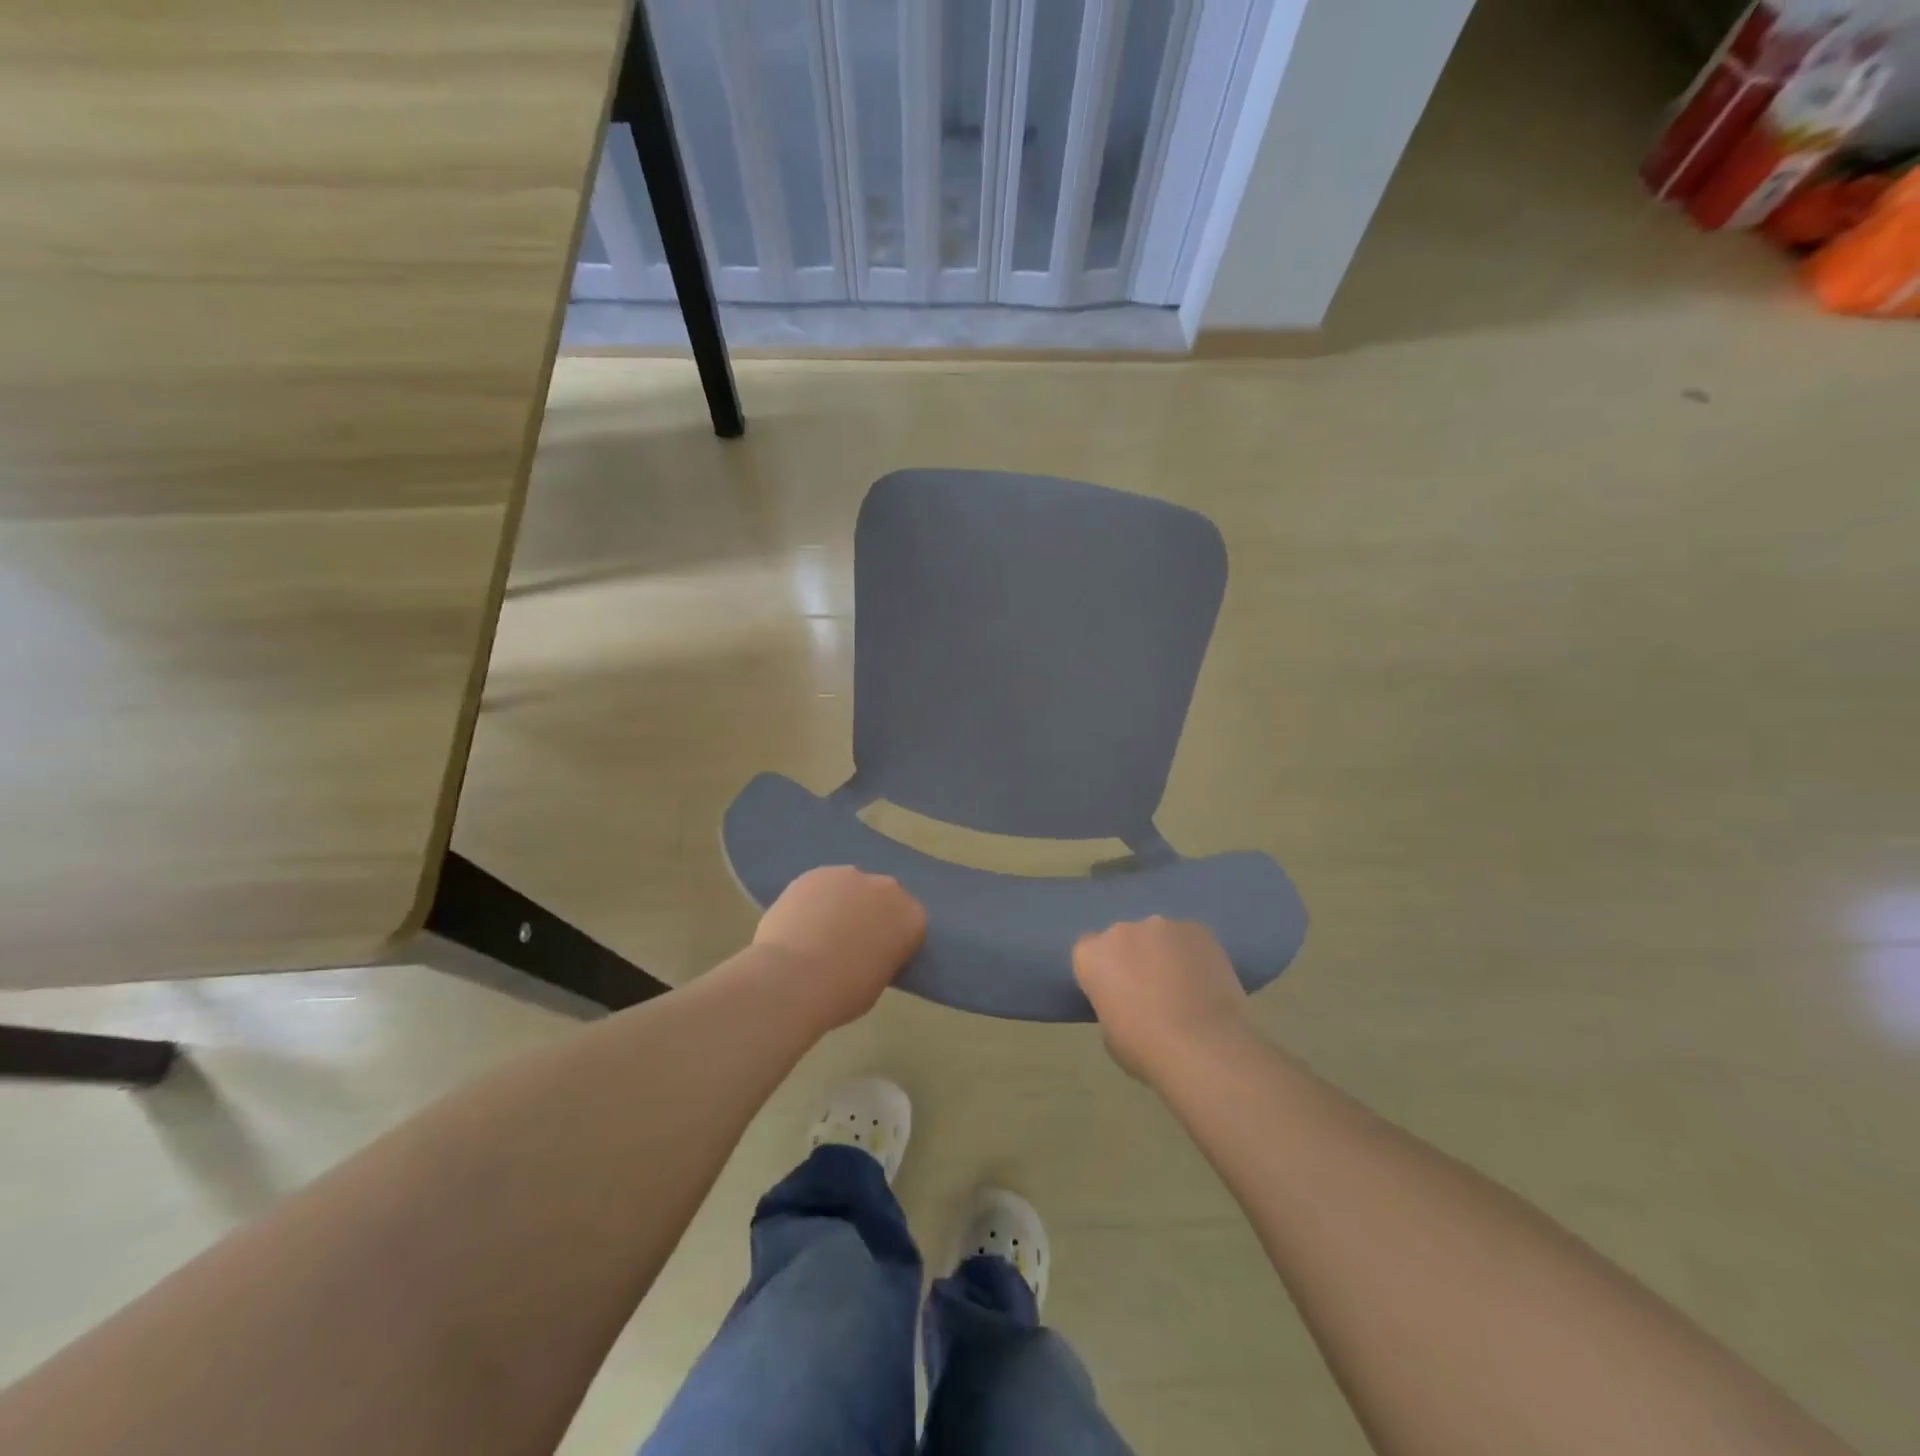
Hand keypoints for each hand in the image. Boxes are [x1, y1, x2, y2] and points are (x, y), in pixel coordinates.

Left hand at [752, 867, 925, 1030]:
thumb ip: (881, 957)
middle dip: (870, 914)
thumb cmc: (841, 993)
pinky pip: (822, 885)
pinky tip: (799, 922)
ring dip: (842, 904)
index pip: (909, 925)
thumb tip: (868, 951)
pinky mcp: (816, 873)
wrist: (792, 979)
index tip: (878, 956)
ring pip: (851, 888)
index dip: (893, 940)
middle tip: (848, 942)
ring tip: (818, 932)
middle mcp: (887, 888)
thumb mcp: (877, 983)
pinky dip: (814, 900)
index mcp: (911, 918)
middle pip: (883, 898)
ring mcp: (850, 875)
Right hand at [1073, 917, 1250, 1082]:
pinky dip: (1194, 955)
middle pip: (1123, 939)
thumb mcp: (1111, 1036)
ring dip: (1165, 954)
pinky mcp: (1196, 928)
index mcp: (1091, 956)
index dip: (1104, 971)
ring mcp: (1160, 925)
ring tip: (1186, 987)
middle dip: (1134, 958)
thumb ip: (1113, 1006)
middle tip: (1152, 991)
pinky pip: (1189, 939)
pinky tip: (1207, 981)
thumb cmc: (1147, 1050)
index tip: (1116, 993)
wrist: (1205, 1047)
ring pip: (1158, 937)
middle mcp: (1120, 931)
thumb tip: (1130, 1004)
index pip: (1089, 953)